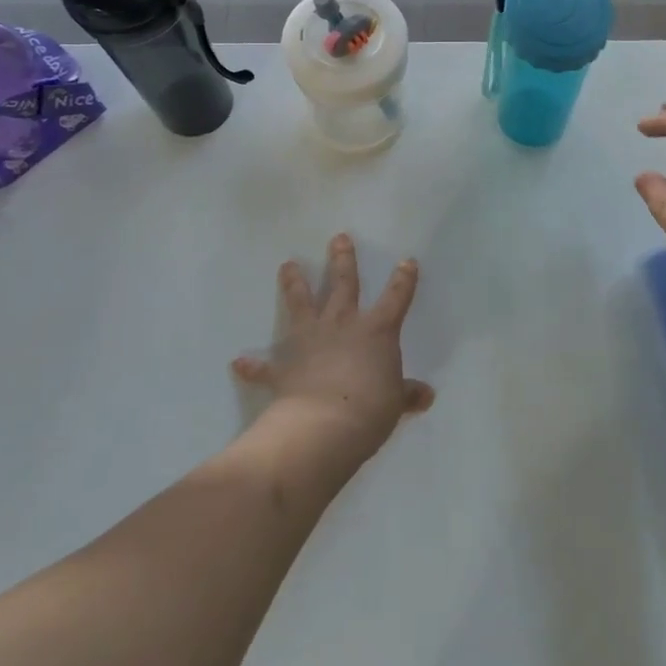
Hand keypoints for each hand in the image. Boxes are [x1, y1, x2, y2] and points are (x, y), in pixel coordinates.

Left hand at [230, 234, 434, 465]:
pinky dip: (252, 365)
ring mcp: (310, 341)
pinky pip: (265, 366)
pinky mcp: (283, 367)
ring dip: (294, 284)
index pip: (396, 298)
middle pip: (344, 284)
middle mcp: (342, 325)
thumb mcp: (396, 403)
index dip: (403, 279)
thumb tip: (426, 396)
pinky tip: (239, 362)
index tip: (407, 261)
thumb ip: (407, 394)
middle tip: (338, 238)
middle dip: (342, 260)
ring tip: (287, 264)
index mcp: (377, 331)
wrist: (323, 427)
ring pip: (301, 304)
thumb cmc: (370, 409)